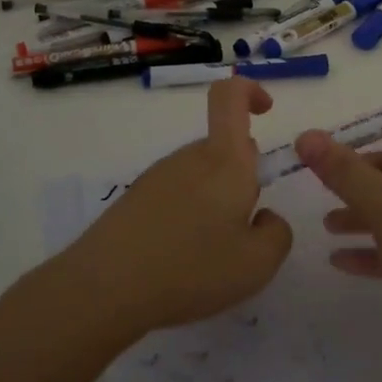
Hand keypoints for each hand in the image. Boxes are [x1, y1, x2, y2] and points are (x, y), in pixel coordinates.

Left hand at [63, 78, 292, 336]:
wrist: (104, 289)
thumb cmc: (191, 269)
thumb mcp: (257, 264)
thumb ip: (277, 233)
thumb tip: (264, 216)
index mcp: (224, 161)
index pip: (230, 96)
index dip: (250, 92)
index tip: (267, 112)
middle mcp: (189, 158)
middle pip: (223, 149)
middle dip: (242, 179)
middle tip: (242, 231)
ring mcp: (157, 177)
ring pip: (200, 176)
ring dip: (214, 203)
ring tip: (210, 256)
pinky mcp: (134, 200)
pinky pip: (175, 196)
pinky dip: (187, 218)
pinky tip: (180, 261)